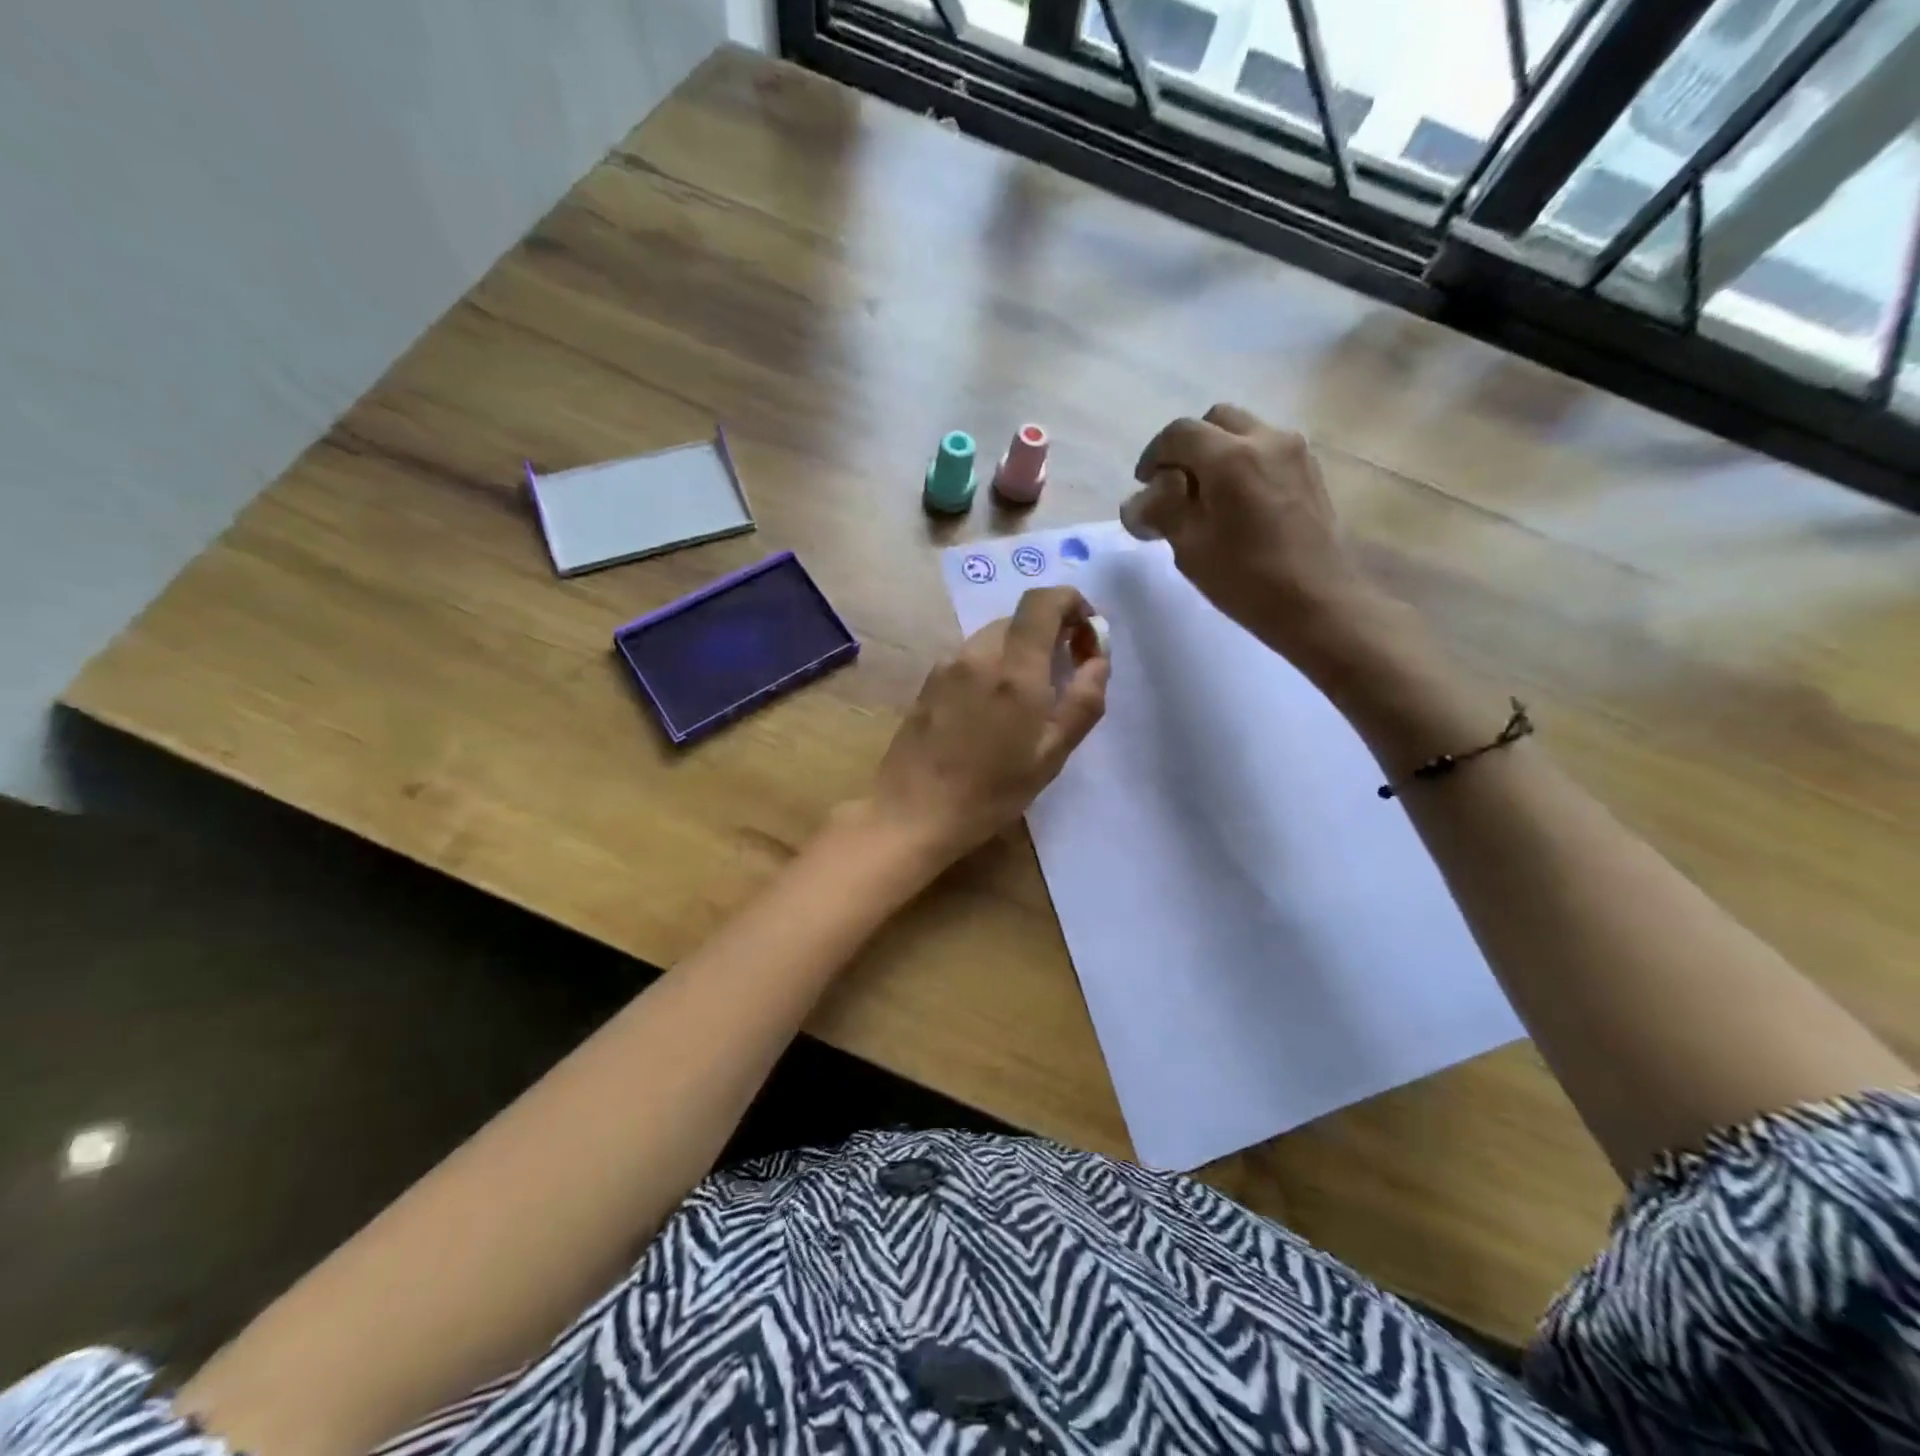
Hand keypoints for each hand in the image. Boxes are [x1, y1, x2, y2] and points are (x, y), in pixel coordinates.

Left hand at [860, 586, 1108, 865]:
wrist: (912, 813)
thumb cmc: (990, 792)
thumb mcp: (1051, 755)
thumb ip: (1083, 700)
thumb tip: (1099, 658)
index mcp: (1014, 669)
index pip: (1042, 602)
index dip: (1071, 602)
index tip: (1086, 631)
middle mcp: (977, 654)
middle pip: (1019, 620)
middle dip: (1048, 635)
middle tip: (1062, 676)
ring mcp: (946, 666)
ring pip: (993, 640)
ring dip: (1017, 654)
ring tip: (1025, 702)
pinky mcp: (927, 682)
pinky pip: (969, 660)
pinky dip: (990, 669)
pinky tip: (988, 714)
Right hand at [1121, 403, 1385, 672]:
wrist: (1317, 603)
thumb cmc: (1246, 579)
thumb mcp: (1189, 548)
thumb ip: (1162, 510)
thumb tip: (1142, 498)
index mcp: (1230, 457)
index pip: (1178, 433)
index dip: (1154, 455)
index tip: (1145, 484)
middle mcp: (1266, 439)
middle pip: (1215, 421)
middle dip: (1188, 446)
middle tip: (1175, 485)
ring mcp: (1295, 452)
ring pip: (1244, 431)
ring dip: (1218, 452)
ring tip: (1207, 496)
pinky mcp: (1310, 471)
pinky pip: (1268, 450)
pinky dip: (1244, 462)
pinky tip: (1238, 503)